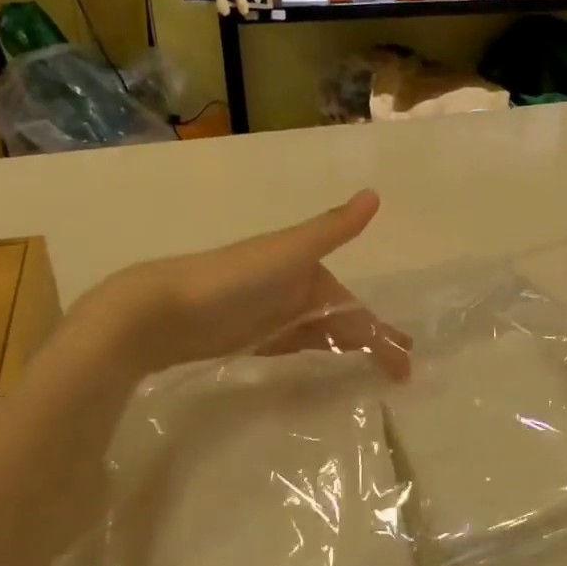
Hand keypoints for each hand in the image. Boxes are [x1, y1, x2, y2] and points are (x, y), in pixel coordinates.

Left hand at [68, 190, 409, 381]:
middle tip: (400, 369)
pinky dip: (316, 351)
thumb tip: (374, 193)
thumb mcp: (288, 252)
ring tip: (372, 371)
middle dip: (372, 340)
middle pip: (343, 321)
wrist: (159, 310)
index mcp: (308, 270)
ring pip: (322, 333)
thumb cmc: (232, 279)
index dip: (382, 331)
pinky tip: (325, 361)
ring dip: (348, 347)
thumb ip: (332, 229)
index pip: (356, 307)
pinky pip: (296, 344)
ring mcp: (273, 315)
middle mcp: (295, 291)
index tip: (407, 357)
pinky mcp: (250, 337)